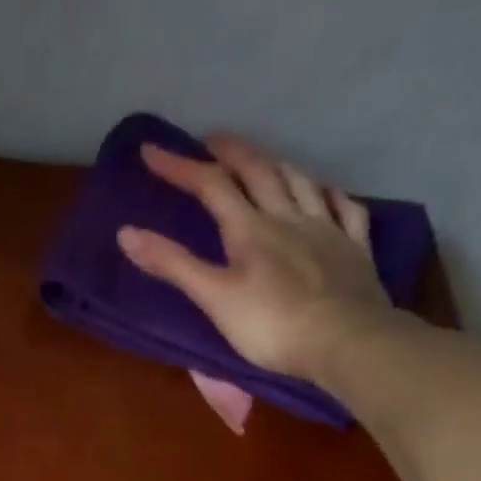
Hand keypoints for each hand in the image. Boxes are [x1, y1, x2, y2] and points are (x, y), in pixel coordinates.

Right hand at [116, 134, 389, 382]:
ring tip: (265, 159)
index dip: (180, 166)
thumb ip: (173, 264)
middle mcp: (289, 217)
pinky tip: (326, 192)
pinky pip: (345, 210)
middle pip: (259, 172)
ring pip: (301, 183)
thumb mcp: (213, 297)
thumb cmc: (270, 325)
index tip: (151, 150)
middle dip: (232, 152)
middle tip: (213, 139)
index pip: (211, 186)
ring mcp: (327, 230)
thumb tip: (126, 233)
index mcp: (250, 229)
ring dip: (279, 165)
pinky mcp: (354, 250)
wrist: (344, 341)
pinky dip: (331, 195)